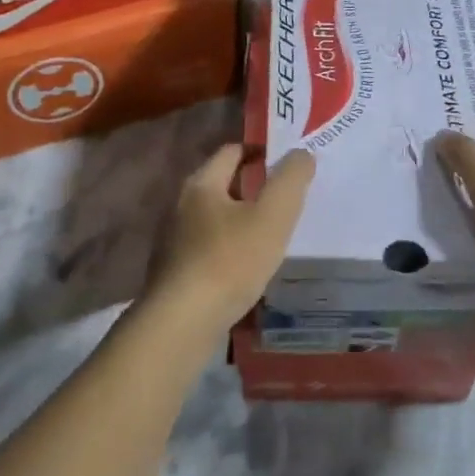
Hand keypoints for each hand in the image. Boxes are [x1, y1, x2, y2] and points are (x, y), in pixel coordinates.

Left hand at [147, 145, 314, 328]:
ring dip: (240, 221)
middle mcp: (181, 205)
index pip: (232, 151)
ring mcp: (174, 241)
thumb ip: (290, 180)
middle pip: (221, 184)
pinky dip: (229, 249)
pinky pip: (208, 249)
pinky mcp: (175, 272)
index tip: (287, 163)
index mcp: (202, 184)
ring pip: (214, 219)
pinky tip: (247, 268)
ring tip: (271, 235)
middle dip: (252, 187)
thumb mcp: (273, 216)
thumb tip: (301, 154)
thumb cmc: (230, 261)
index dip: (260, 152)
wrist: (182, 323)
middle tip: (285, 199)